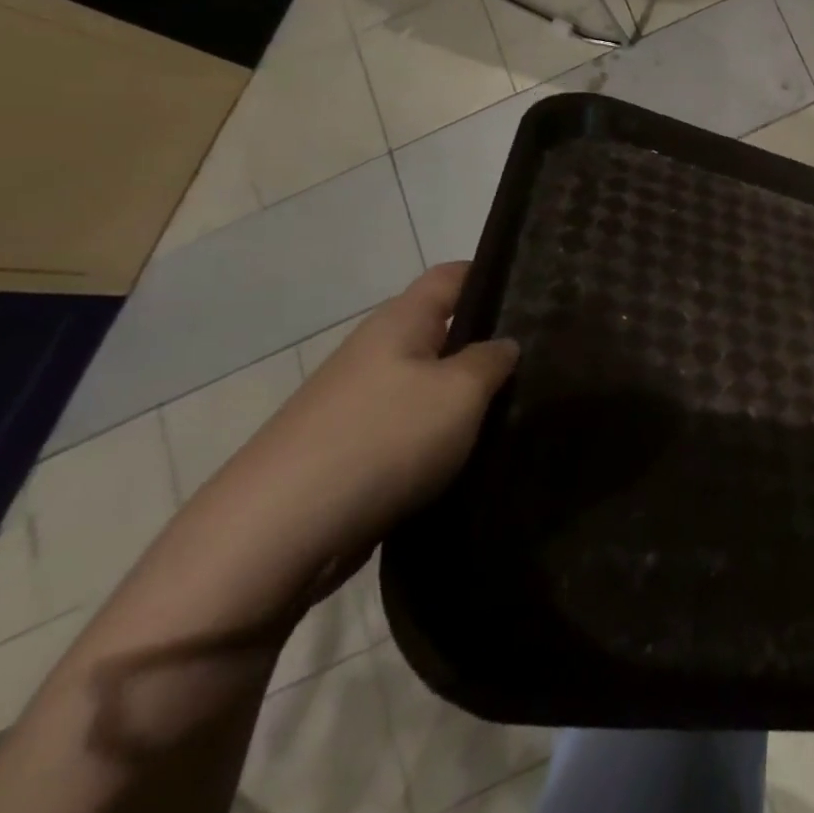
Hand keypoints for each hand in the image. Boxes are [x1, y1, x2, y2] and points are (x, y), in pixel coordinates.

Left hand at [209, 263, 518, 571]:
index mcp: (400, 321)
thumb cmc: (381, 439)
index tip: (536, 293)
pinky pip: (408, 429)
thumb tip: (503, 346)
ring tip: (514, 411)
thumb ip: (492, 361)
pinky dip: (438, 438)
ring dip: (464, 398)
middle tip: (540, 360)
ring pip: (428, 385)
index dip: (493, 276)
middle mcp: (375, 352)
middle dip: (486, 344)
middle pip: (442, 332)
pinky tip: (468, 456)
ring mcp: (356, 404)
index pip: (453, 276)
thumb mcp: (460, 391)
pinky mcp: (348, 452)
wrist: (273, 536)